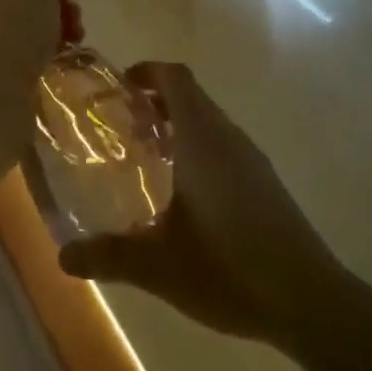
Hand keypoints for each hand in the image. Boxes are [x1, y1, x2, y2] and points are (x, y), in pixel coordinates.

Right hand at [58, 62, 342, 347]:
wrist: (309, 298)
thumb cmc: (230, 269)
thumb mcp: (159, 267)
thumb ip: (109, 257)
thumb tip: (63, 257)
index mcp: (203, 139)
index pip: (176, 78)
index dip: (146, 72)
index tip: (119, 87)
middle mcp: (228, 137)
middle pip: (191, 96)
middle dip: (155, 100)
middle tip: (120, 127)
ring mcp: (252, 159)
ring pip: (209, 121)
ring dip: (177, 125)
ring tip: (145, 160)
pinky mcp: (264, 182)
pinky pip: (223, 145)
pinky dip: (197, 148)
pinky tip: (183, 195)